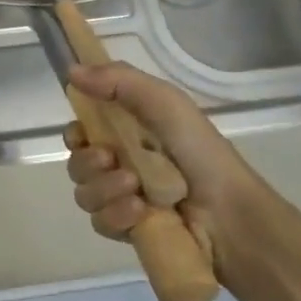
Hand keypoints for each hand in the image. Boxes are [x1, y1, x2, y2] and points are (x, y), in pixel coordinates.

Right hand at [62, 62, 268, 269]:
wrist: (229, 211)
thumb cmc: (198, 151)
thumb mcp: (164, 102)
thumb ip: (118, 80)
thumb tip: (71, 70)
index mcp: (126, 133)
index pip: (80, 133)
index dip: (75, 134)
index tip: (81, 134)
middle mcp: (120, 165)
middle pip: (77, 164)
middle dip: (88, 163)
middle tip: (112, 160)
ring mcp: (122, 199)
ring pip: (84, 194)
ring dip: (105, 189)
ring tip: (135, 189)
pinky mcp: (127, 229)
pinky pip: (99, 222)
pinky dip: (116, 215)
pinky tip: (139, 212)